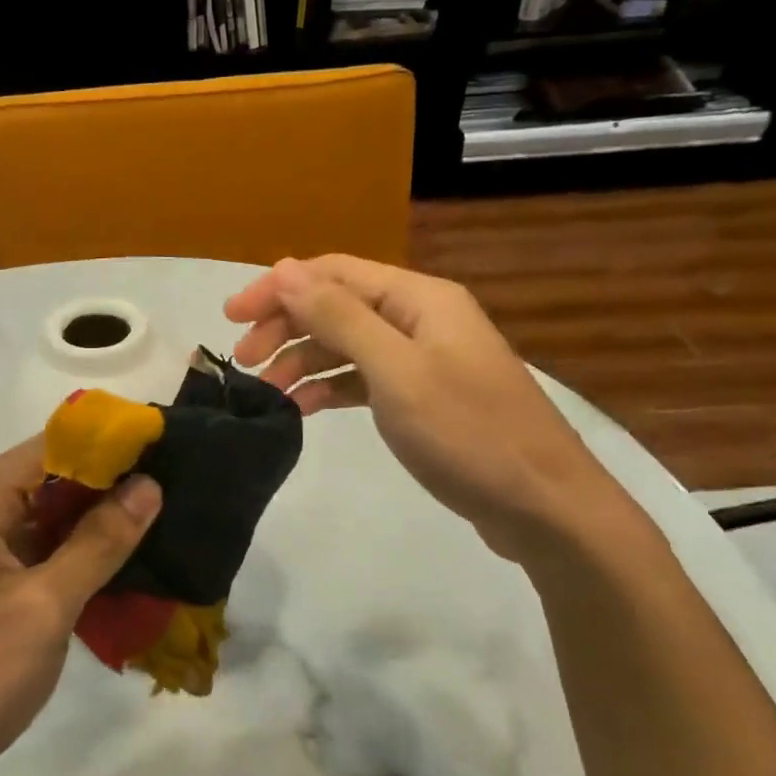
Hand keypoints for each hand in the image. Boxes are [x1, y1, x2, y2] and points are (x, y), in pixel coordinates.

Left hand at [0, 438, 161, 775]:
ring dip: (97, 527)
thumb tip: (148, 486)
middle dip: (110, 488)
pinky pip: (37, 558)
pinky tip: (124, 571)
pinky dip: (75, 561)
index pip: (51, 447)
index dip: (108, 445)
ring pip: (47, 523)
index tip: (166, 450)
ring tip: (166, 524)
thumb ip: (98, 543)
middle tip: (179, 492)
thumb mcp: (42, 607)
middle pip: (50, 482)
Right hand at [226, 255, 638, 560]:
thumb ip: (338, 317)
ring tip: (267, 390)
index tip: (231, 317)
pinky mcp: (421, 397)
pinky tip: (303, 408)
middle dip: (285, 326)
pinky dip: (329, 387)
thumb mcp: (396, 371)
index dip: (277, 288)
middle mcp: (418, 318)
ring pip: (345, 344)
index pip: (332, 273)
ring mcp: (422, 358)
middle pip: (336, 305)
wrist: (544, 507)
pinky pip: (362, 378)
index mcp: (418, 299)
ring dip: (302, 359)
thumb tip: (283, 268)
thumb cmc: (468, 433)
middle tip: (243, 360)